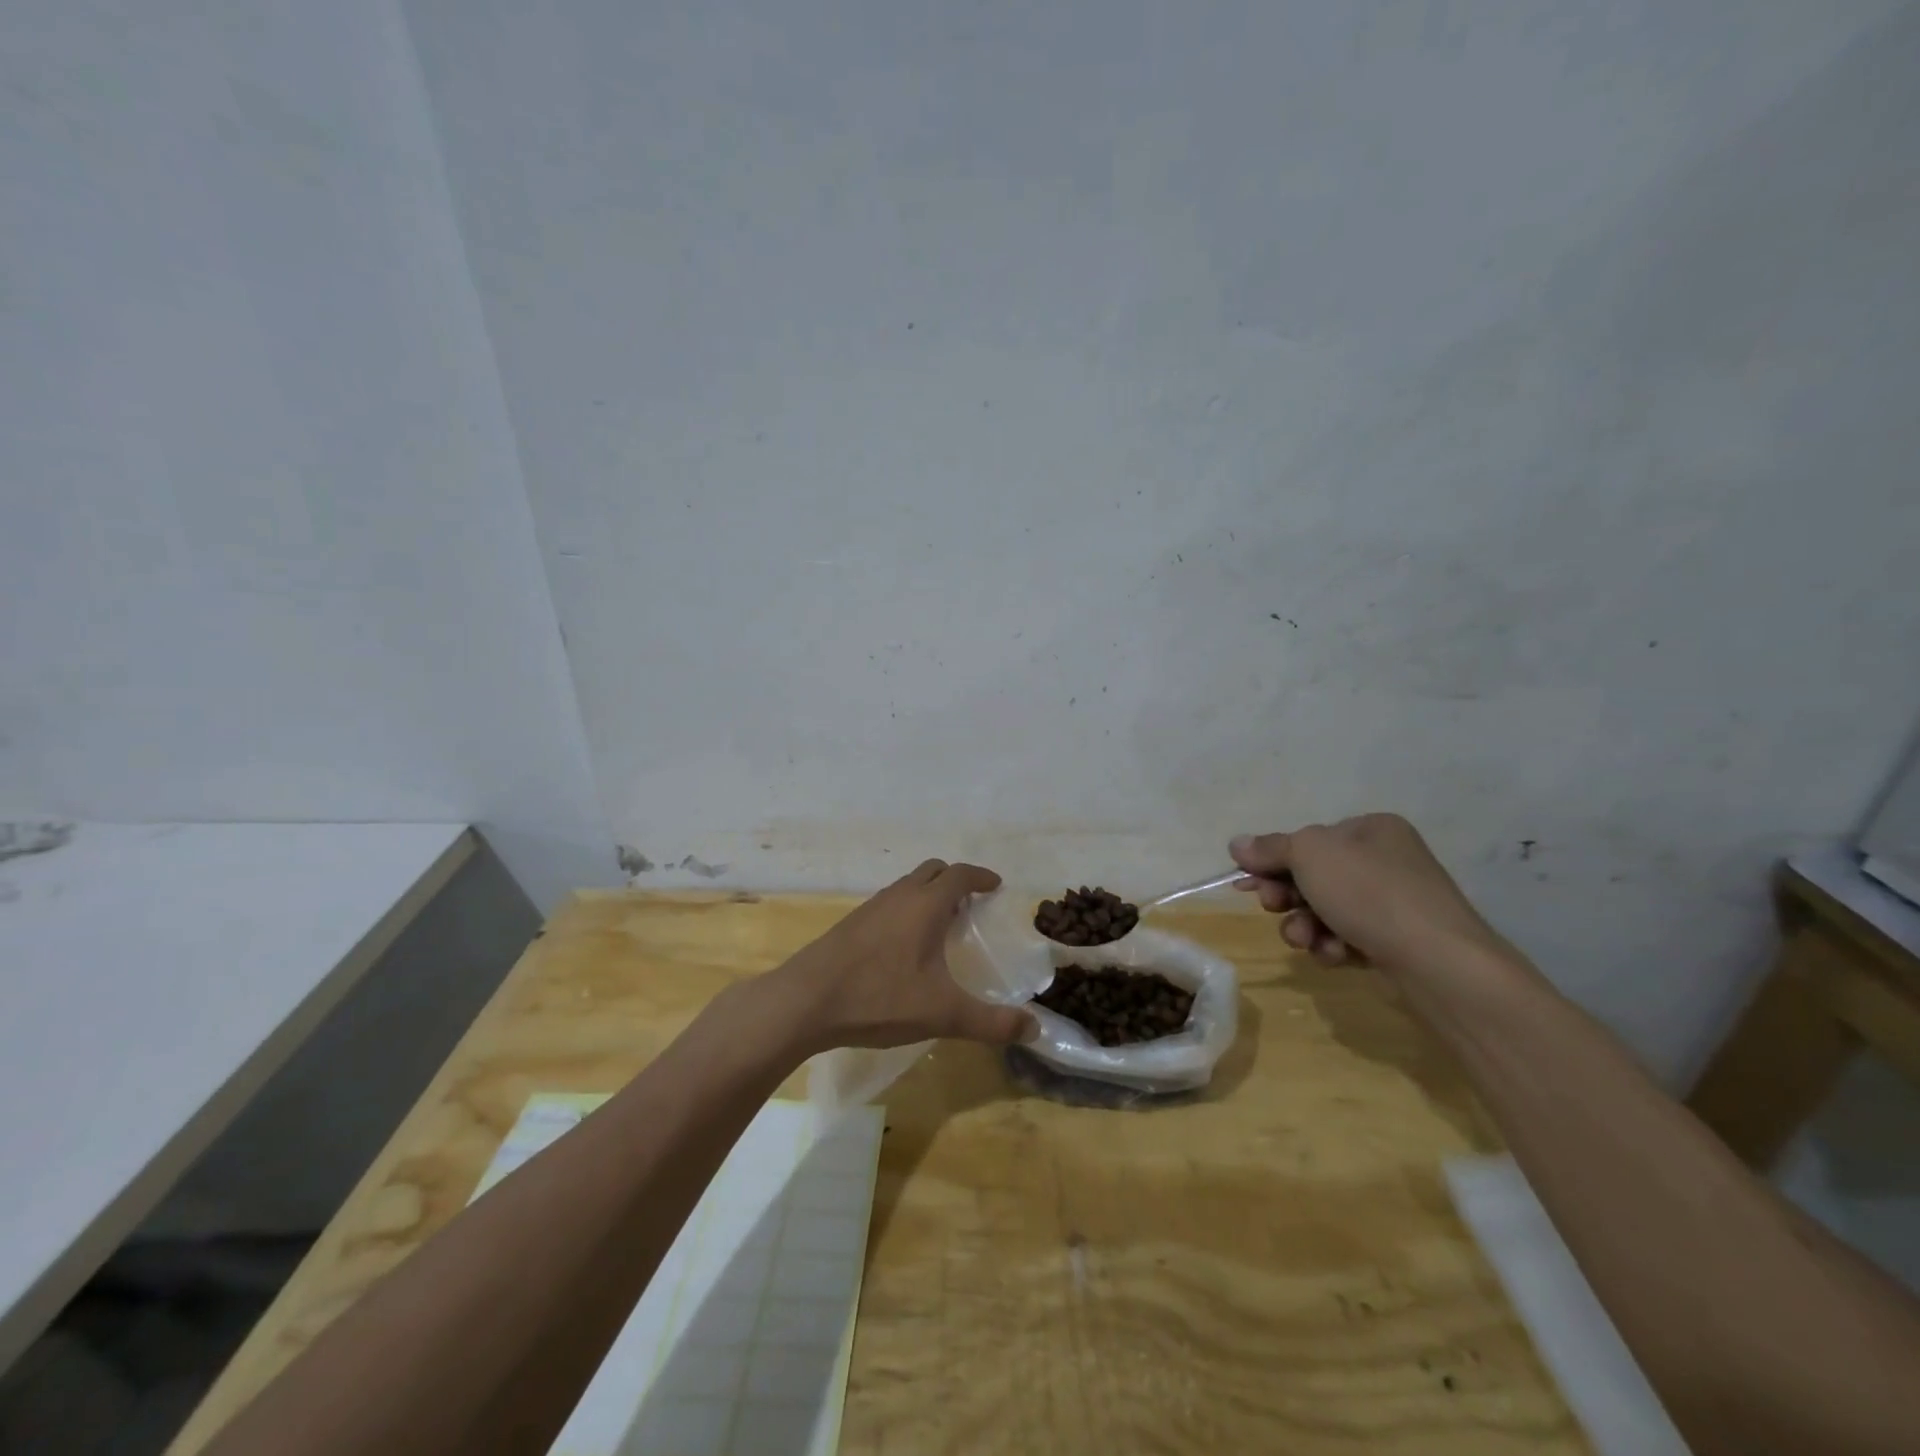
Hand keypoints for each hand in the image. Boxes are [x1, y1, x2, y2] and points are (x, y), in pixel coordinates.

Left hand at [772, 859, 1036, 1050]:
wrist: (806, 1002)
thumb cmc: (879, 998)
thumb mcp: (943, 1013)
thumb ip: (992, 1022)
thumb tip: (1036, 1027)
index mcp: (925, 904)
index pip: (960, 874)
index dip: (980, 877)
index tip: (995, 886)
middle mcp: (899, 896)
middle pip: (932, 871)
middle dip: (955, 880)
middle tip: (971, 905)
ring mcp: (871, 907)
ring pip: (907, 886)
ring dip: (928, 894)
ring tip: (942, 925)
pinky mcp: (851, 924)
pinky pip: (889, 903)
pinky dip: (907, 909)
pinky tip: (905, 946)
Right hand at [1229, 814, 1510, 975]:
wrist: (1438, 962)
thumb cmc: (1369, 892)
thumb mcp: (1309, 855)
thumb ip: (1270, 848)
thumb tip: (1238, 843)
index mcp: (1370, 829)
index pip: (1307, 841)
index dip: (1271, 862)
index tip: (1246, 884)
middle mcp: (1385, 860)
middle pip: (1313, 877)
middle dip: (1288, 898)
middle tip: (1274, 909)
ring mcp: (1395, 903)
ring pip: (1326, 912)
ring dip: (1305, 926)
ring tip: (1307, 940)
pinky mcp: (1398, 942)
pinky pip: (1349, 938)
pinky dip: (1335, 947)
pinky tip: (1339, 956)